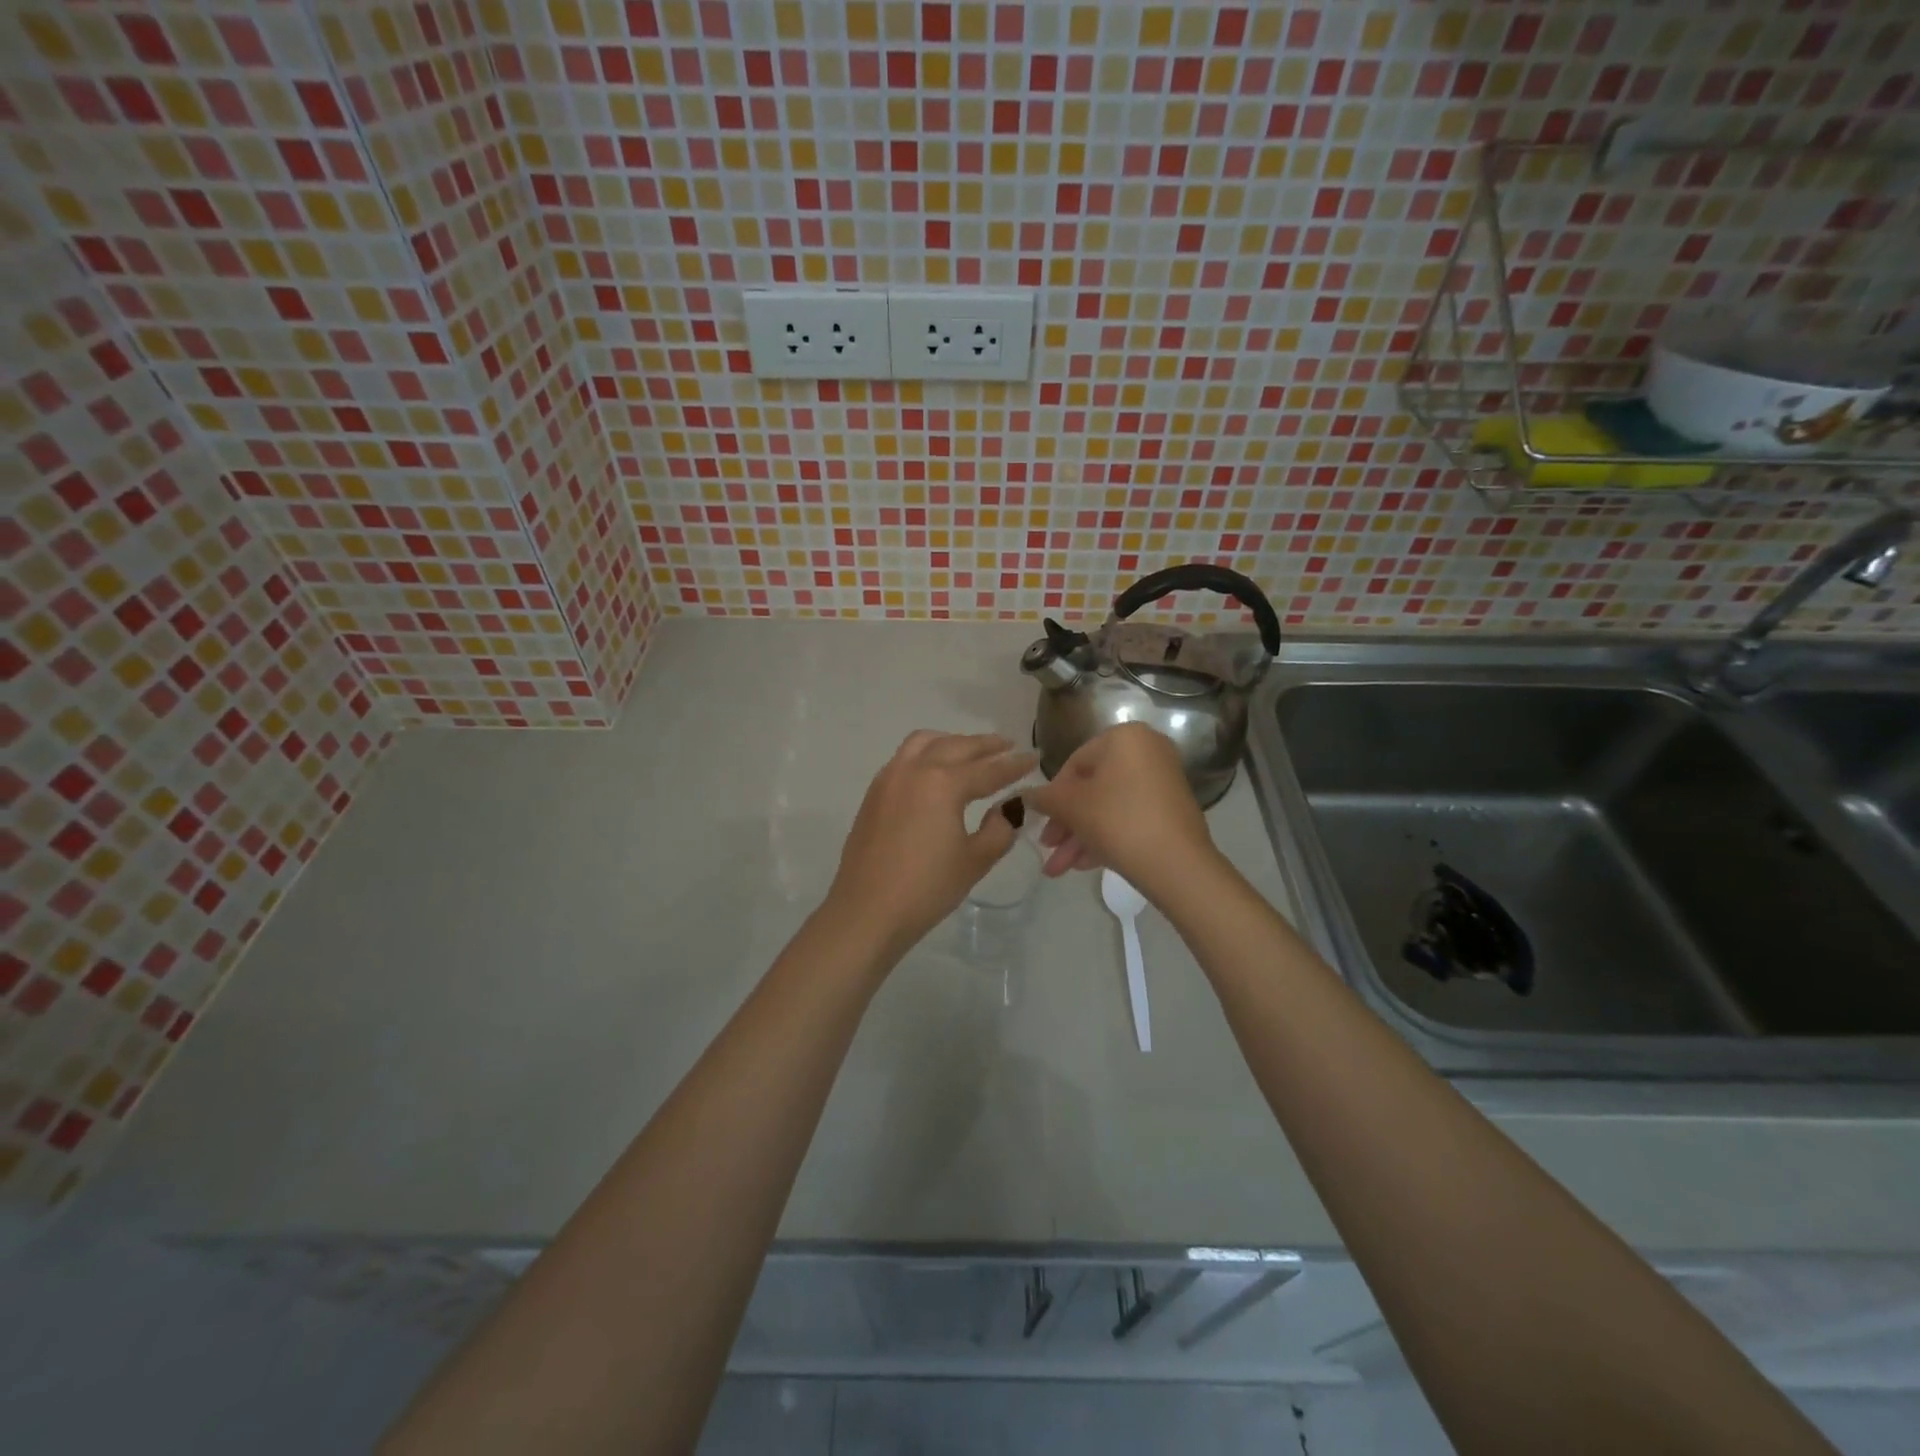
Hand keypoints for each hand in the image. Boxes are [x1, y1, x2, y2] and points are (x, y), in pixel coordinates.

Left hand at [825, 731, 1035, 960]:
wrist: (867, 912)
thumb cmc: (926, 888)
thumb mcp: (975, 860)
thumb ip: (1000, 828)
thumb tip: (1009, 808)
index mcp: (943, 783)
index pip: (989, 769)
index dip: (1015, 765)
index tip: (1035, 758)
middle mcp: (914, 770)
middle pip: (956, 746)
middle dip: (985, 745)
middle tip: (1008, 745)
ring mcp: (889, 779)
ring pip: (925, 742)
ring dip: (952, 741)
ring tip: (970, 751)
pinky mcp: (874, 794)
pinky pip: (904, 757)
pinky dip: (926, 752)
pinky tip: (935, 770)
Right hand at [1026, 723, 1219, 900]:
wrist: (1177, 864)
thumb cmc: (1117, 821)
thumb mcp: (1071, 806)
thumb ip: (1044, 797)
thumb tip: (1025, 795)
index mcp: (1125, 737)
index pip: (1074, 763)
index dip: (1053, 796)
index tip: (1042, 822)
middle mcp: (1148, 751)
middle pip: (1092, 787)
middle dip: (1066, 823)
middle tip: (1047, 847)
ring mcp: (1163, 781)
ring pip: (1109, 807)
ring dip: (1080, 836)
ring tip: (1059, 869)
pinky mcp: (1171, 810)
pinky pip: (1129, 817)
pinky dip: (1105, 837)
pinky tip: (1084, 865)